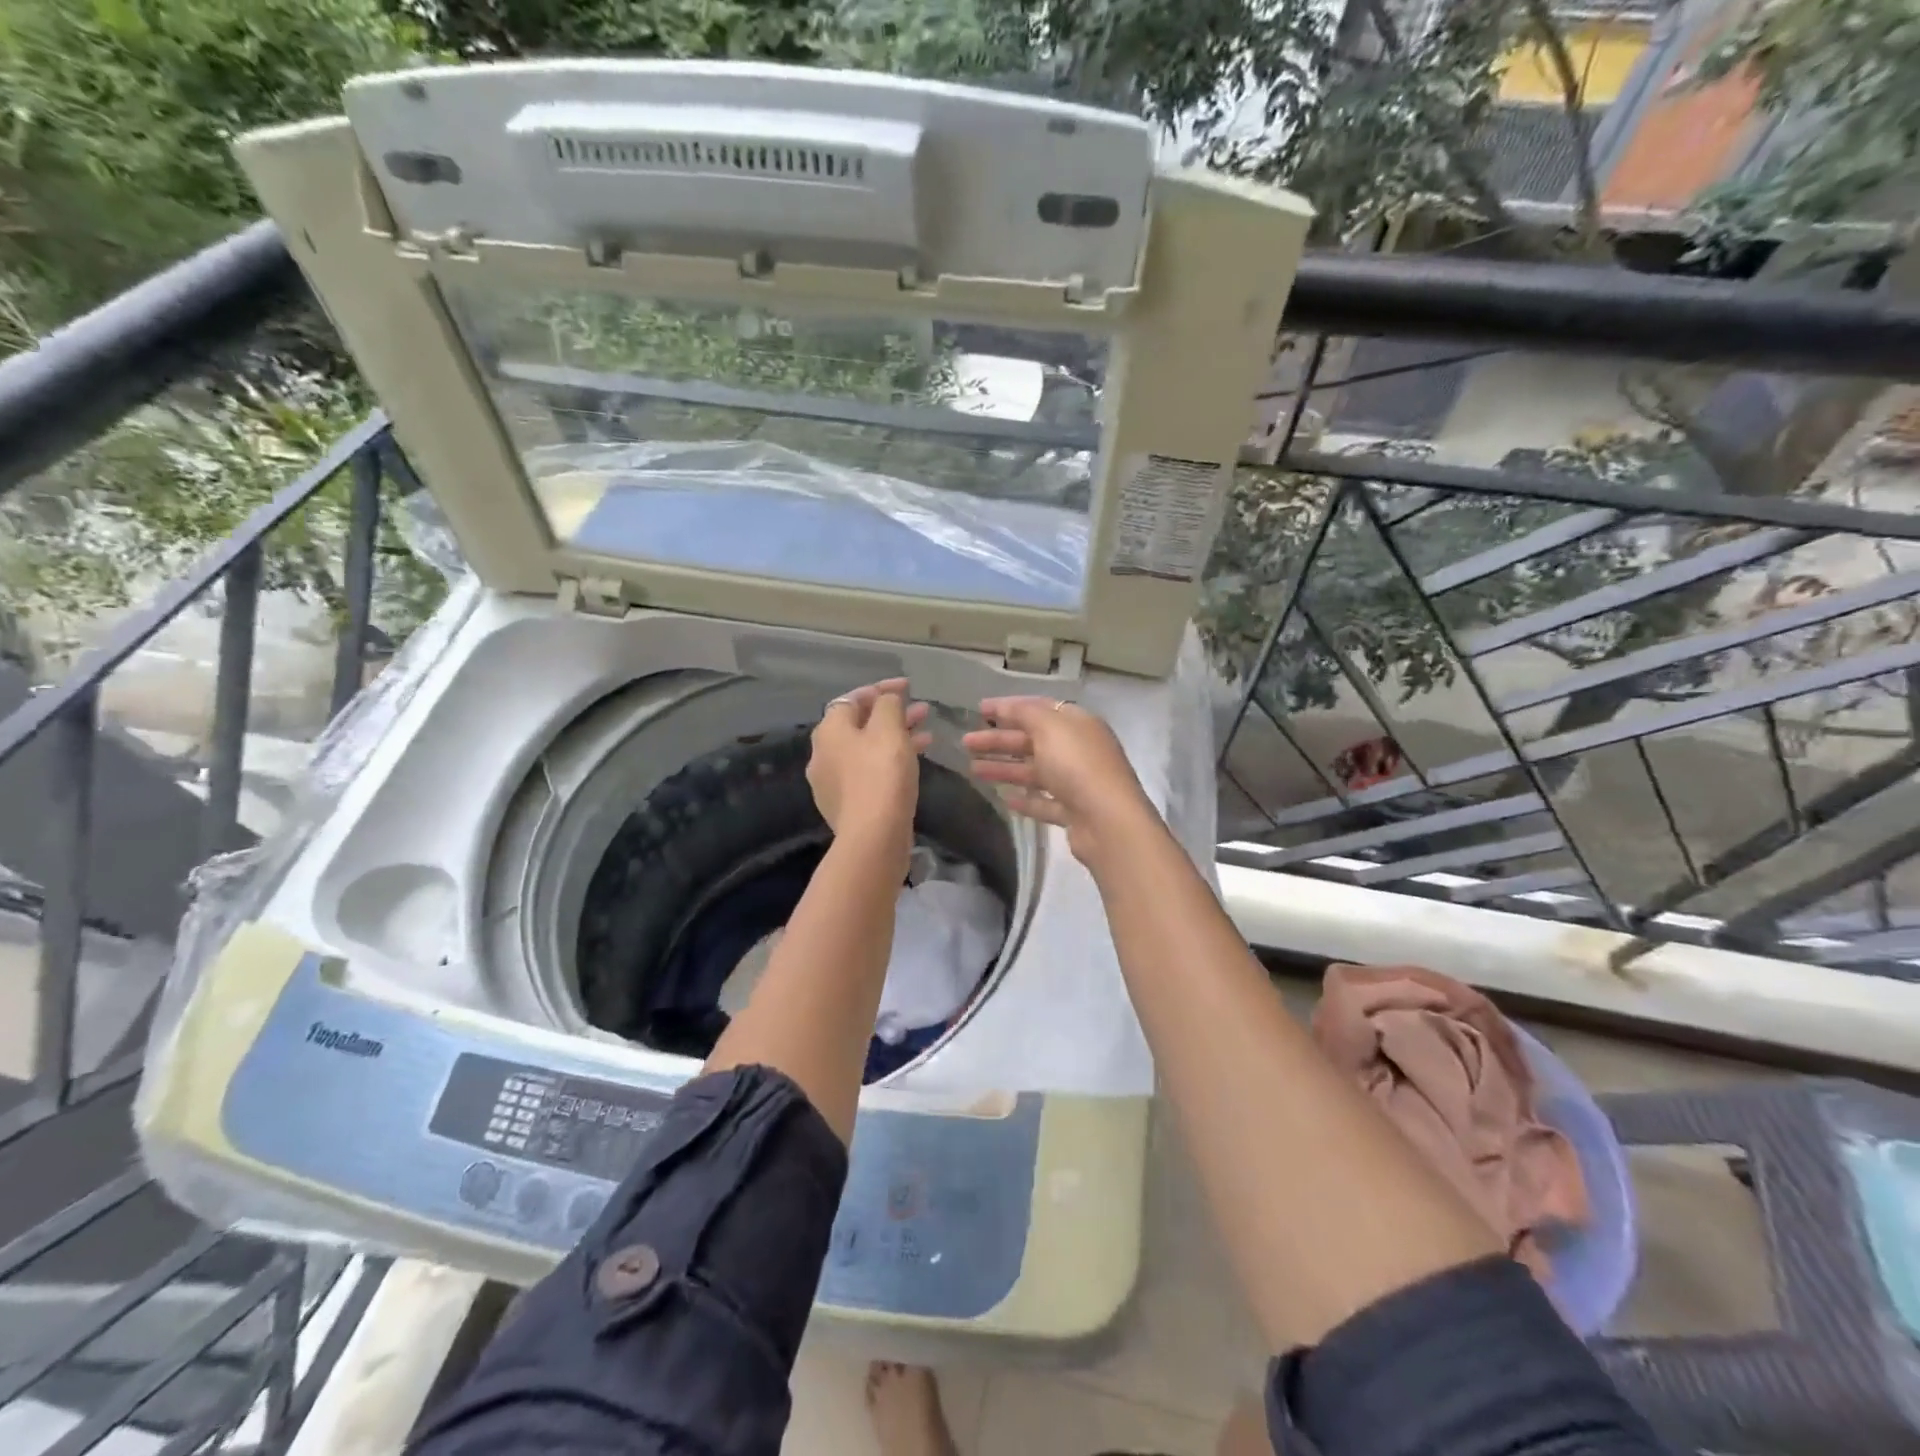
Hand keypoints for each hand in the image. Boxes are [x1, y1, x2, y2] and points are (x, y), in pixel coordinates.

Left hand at [807, 679, 931, 859]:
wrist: (873, 836)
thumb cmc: (881, 774)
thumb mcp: (889, 729)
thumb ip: (888, 705)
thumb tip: (886, 699)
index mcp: (829, 731)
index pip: (853, 698)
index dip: (882, 689)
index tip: (909, 687)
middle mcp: (823, 754)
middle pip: (860, 725)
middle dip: (893, 715)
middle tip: (924, 712)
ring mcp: (832, 783)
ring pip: (867, 750)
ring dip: (896, 739)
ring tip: (927, 737)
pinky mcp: (847, 805)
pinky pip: (869, 773)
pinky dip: (889, 762)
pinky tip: (912, 765)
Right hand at [962, 697, 1158, 866]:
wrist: (1107, 821)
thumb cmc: (1077, 765)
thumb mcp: (1049, 727)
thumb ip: (1025, 713)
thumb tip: (1008, 707)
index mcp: (1077, 724)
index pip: (1039, 709)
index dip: (1008, 708)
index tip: (979, 710)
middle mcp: (1078, 750)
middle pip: (1032, 741)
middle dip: (998, 741)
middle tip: (966, 743)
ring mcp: (1077, 783)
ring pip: (1035, 772)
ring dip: (1005, 768)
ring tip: (973, 770)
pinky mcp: (1073, 812)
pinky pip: (1045, 802)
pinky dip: (1025, 799)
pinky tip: (1004, 798)